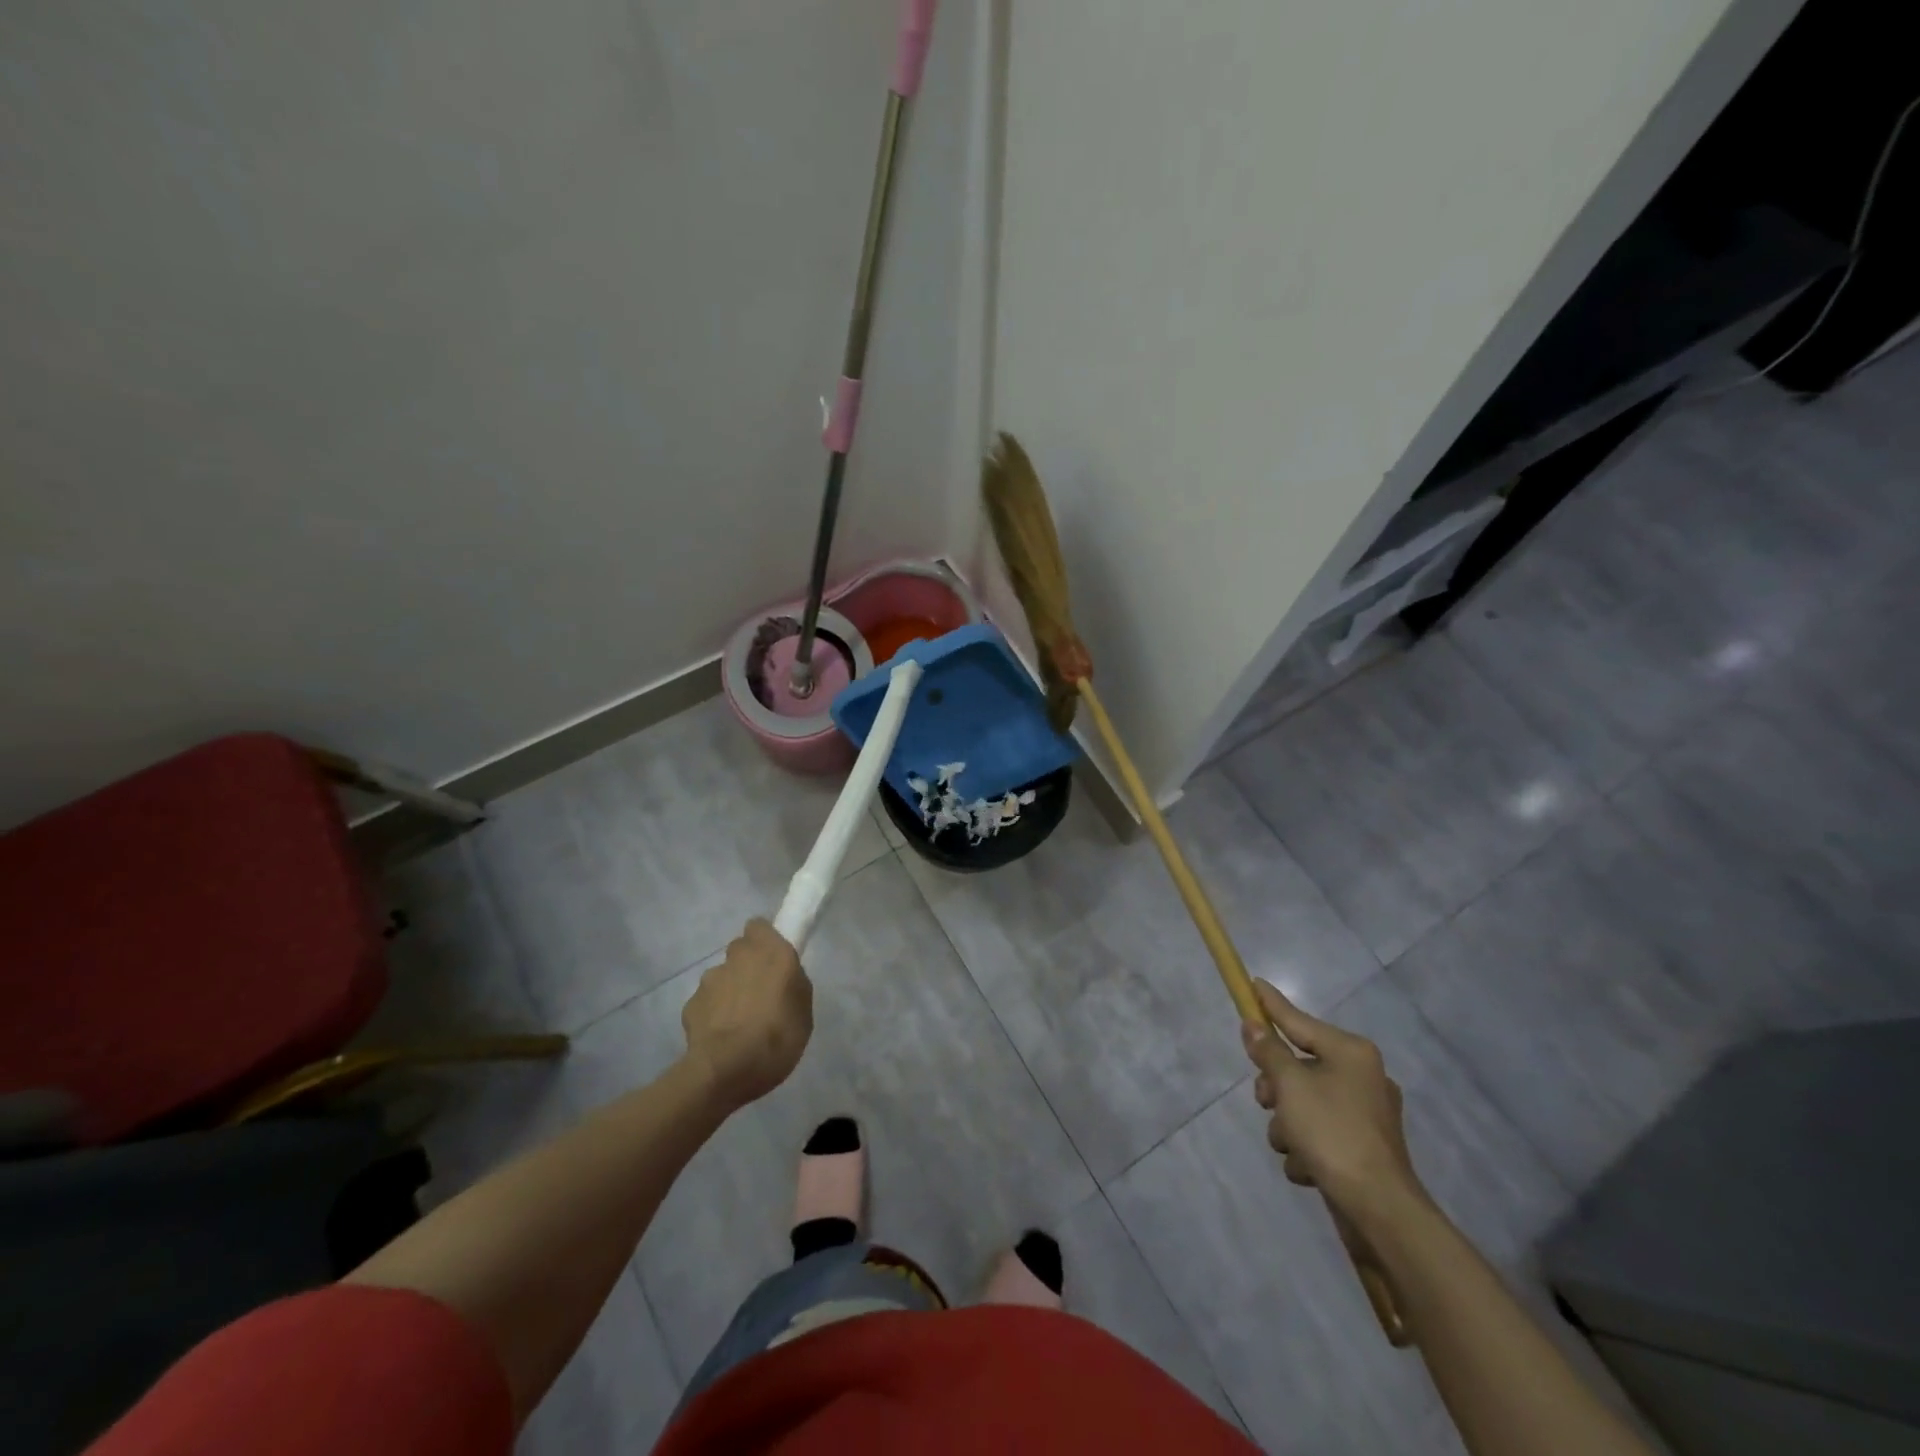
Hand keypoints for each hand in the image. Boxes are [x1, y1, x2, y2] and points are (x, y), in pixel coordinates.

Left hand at [681, 919, 812, 1108]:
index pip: (759, 926)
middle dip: (747, 966)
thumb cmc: (777, 1035)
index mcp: (770, 951)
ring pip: (722, 977)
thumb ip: (794, 983)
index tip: (773, 960)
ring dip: (729, 991)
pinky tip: (721, 1038)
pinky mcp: (691, 1004)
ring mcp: (710, 980)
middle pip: (740, 950)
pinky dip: (712, 1014)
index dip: (765, 940)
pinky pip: (706, 1003)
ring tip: (739, 1023)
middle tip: (760, 994)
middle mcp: (737, 957)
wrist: (726, 1069)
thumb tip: (783, 977)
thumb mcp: (804, 1010)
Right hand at [1242, 980, 1425, 1225]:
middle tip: (1267, 1102)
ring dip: (1288, 1125)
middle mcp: (1361, 1077)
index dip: (1271, 1006)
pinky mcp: (1361, 1147)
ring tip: (1292, 1145)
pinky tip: (1308, 1167)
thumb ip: (1269, 1052)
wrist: (1379, 1210)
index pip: (1299, 1021)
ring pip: (1302, 1102)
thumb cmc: (1333, 1133)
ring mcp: (1364, 1114)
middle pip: (1297, 1066)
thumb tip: (1253, 1025)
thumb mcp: (1291, 1085)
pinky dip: (1307, 1148)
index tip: (1253, 983)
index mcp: (1351, 1053)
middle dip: (1276, 1088)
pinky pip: (1318, 1133)